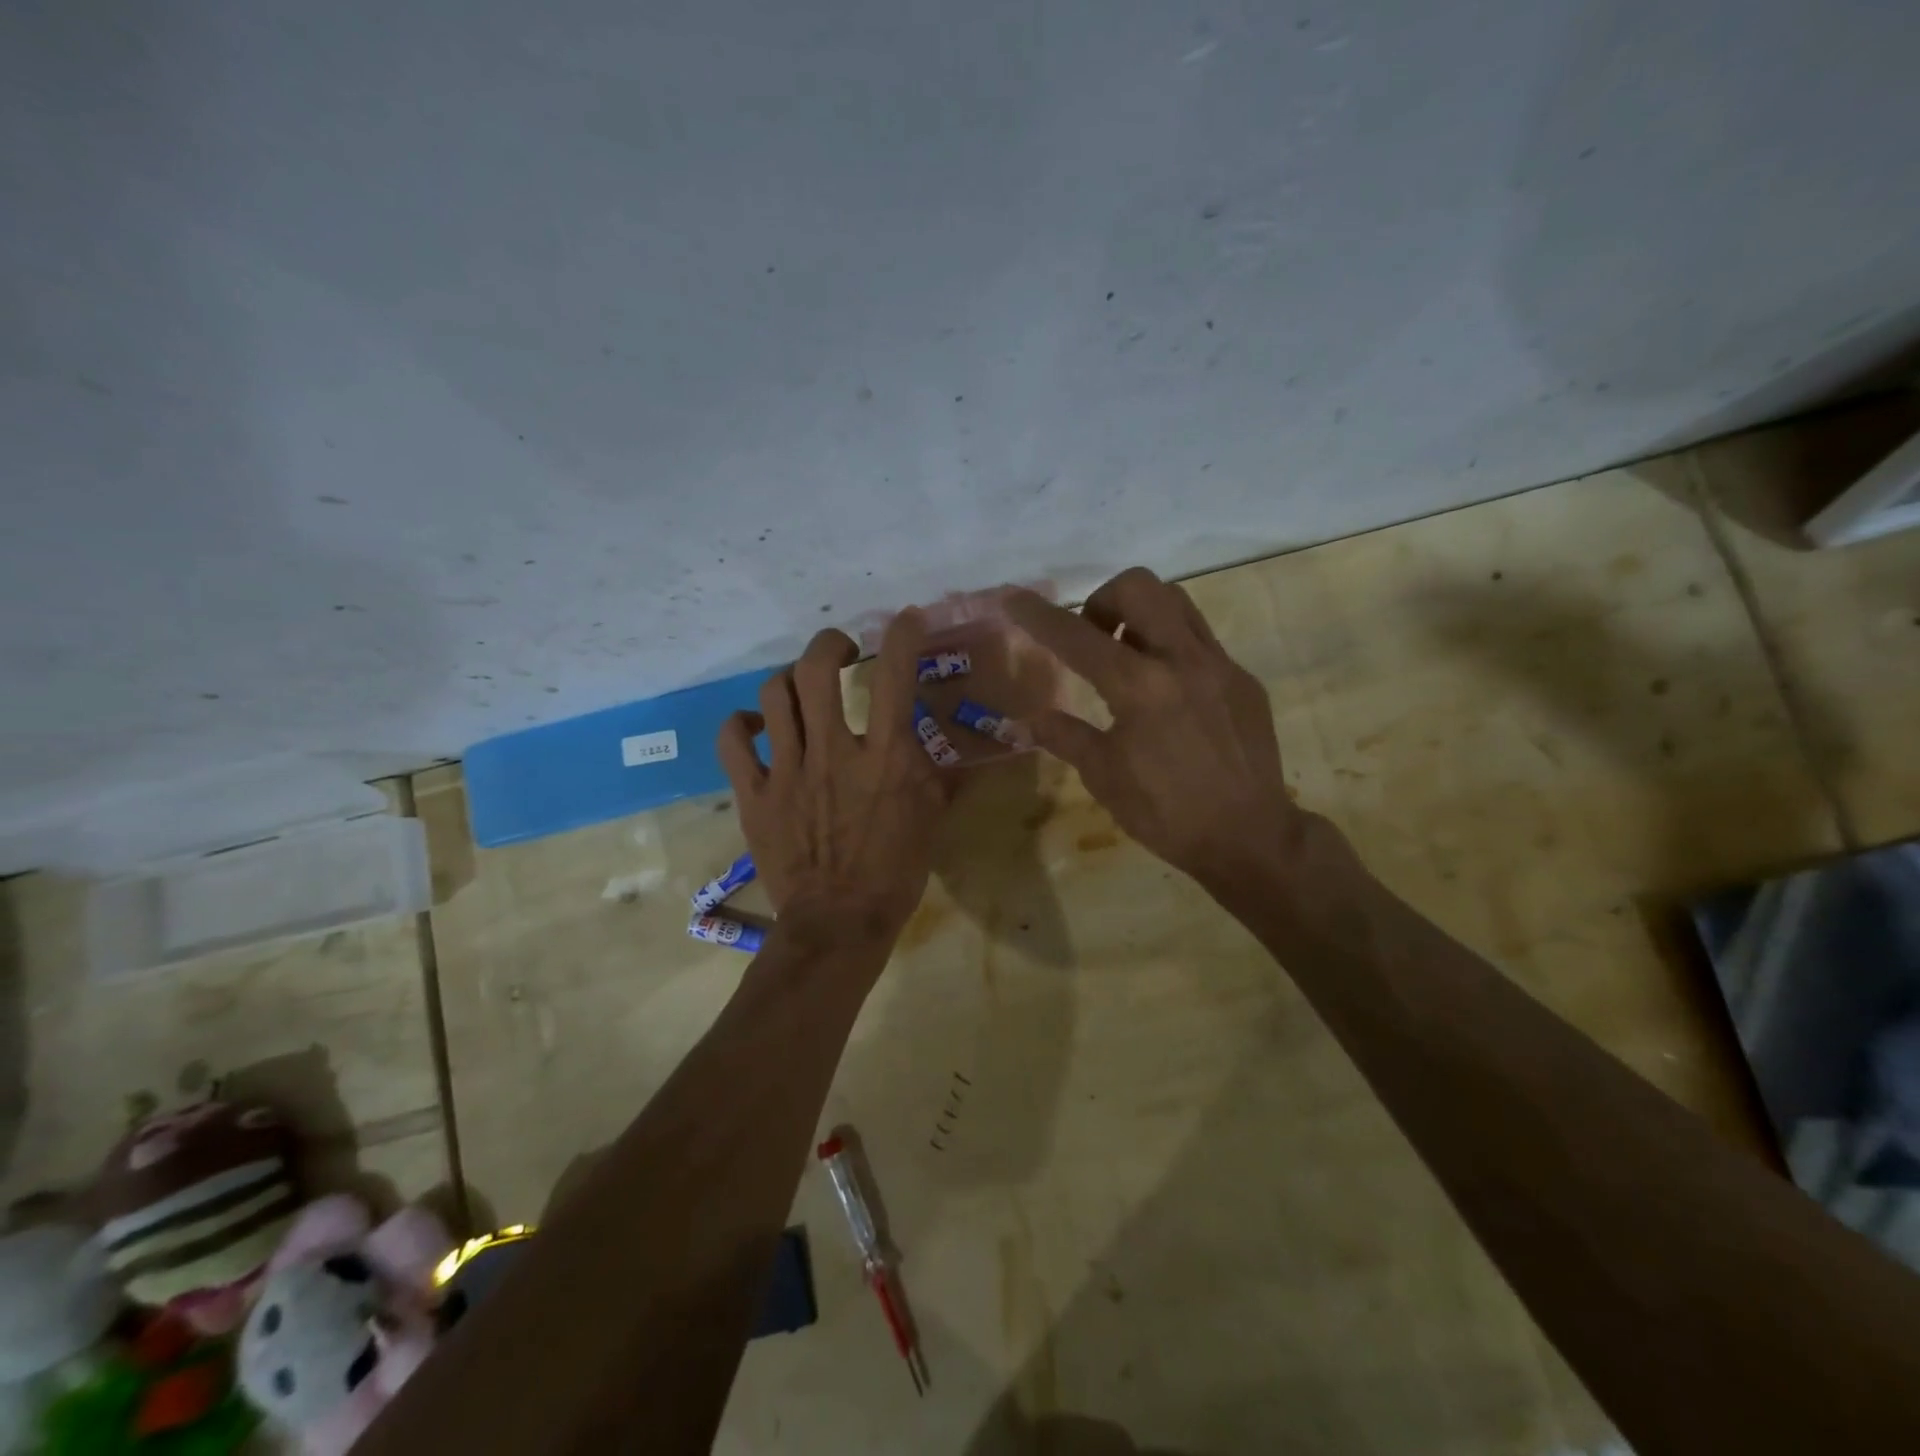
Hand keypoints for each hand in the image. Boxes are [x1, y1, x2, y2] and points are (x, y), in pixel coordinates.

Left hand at [716, 610, 948, 951]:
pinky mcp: (755, 793)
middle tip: (841, 650)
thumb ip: (936, 772)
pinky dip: (740, 723)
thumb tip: (942, 743)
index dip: (902, 636)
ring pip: (774, 695)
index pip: (895, 676)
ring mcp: (788, 770)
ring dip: (789, 680)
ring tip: (800, 689)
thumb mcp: (932, 818)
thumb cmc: (895, 872)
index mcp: (885, 756)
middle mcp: (834, 751)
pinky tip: (755, 725)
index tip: (905, 620)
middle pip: (817, 668)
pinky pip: (732, 740)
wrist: (839, 922)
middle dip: (829, 643)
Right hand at [1006, 569, 1314, 896]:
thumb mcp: (1104, 776)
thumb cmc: (1166, 813)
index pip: (1077, 637)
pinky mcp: (1243, 679)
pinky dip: (1171, 647)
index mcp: (1139, 687)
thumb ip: (1064, 736)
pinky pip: (1201, 640)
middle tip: (1093, 639)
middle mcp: (1182, 660)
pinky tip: (1168, 692)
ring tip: (1128, 655)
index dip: (1039, 615)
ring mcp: (1220, 665)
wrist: (1249, 838)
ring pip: (1176, 602)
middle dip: (1103, 600)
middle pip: (1138, 587)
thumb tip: (1025, 719)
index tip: (1014, 597)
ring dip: (1141, 613)